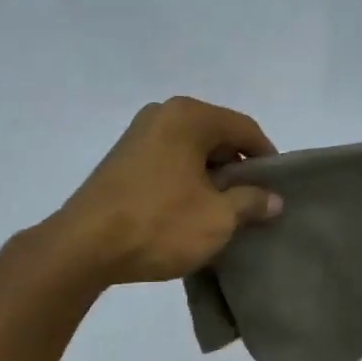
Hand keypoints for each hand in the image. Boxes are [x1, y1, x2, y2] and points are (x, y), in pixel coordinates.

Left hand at [47, 97, 281, 285]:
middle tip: (252, 203)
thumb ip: (251, 202)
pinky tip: (190, 211)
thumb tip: (274, 198)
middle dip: (237, 168)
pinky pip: (169, 161)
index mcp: (189, 116)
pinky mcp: (121, 159)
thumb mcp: (217, 218)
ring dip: (211, 177)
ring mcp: (137, 135)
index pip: (244, 129)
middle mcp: (162, 114)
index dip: (267, 158)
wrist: (84, 247)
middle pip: (217, 136)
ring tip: (223, 211)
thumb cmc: (159, 224)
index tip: (277, 188)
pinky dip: (186, 180)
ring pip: (192, 150)